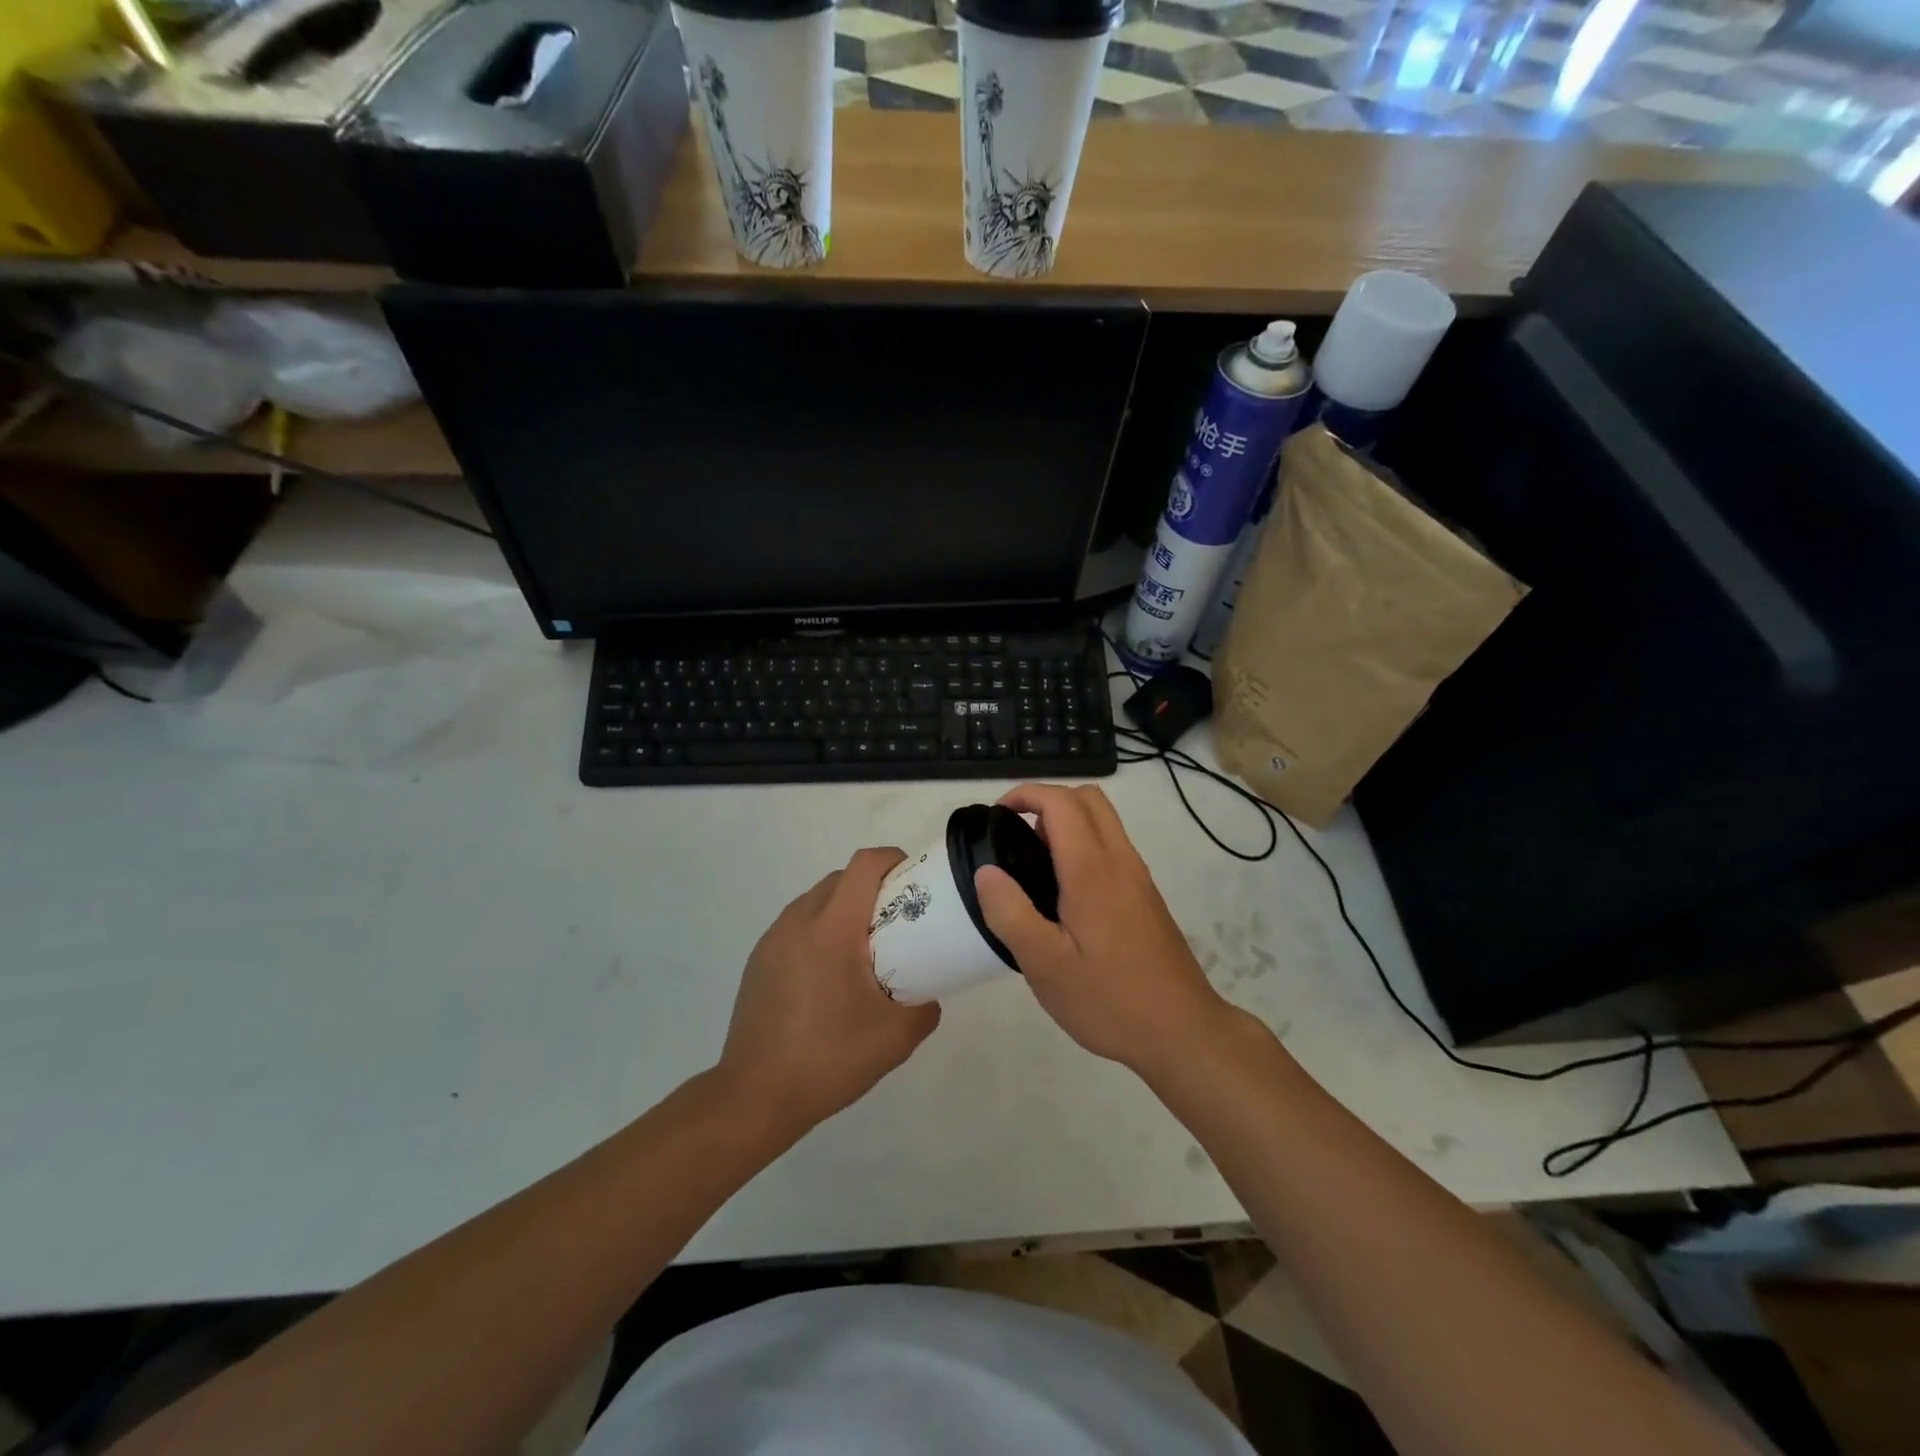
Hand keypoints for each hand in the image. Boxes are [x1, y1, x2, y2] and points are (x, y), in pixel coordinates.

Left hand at [719, 847, 939, 1133]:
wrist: (755, 1096)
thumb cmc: (828, 1058)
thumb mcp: (896, 1038)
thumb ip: (925, 1007)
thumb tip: (928, 993)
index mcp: (832, 929)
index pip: (864, 866)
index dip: (894, 860)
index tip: (917, 879)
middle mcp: (798, 922)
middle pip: (841, 879)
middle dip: (873, 885)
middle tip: (899, 918)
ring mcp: (773, 940)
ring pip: (816, 900)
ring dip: (845, 907)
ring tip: (866, 947)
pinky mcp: (759, 960)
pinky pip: (797, 925)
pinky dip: (821, 930)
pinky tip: (831, 974)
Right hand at [973, 784, 1229, 1076]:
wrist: (1182, 1032)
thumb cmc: (1109, 999)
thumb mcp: (1045, 965)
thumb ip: (1010, 913)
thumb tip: (986, 871)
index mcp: (1092, 870)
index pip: (1061, 802)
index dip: (1025, 795)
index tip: (997, 817)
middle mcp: (1120, 861)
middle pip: (1088, 799)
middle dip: (1047, 801)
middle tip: (1015, 837)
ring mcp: (1138, 877)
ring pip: (1104, 822)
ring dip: (1067, 823)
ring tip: (1033, 868)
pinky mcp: (1146, 897)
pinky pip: (1112, 848)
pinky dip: (1084, 846)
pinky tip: (1063, 897)